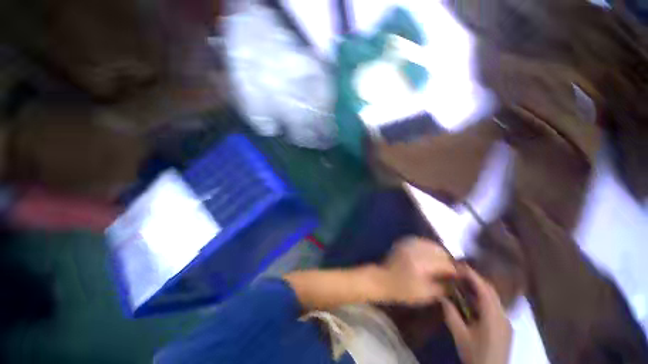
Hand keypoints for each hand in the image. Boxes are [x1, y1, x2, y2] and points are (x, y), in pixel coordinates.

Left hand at [380, 237, 456, 304]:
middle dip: (447, 260)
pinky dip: (428, 247)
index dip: (455, 270)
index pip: (445, 263)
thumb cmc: (402, 290)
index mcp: (421, 263)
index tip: (460, 276)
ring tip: (441, 263)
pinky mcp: (404, 242)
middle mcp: (416, 249)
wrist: (382, 279)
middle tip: (450, 270)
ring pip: (431, 244)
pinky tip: (429, 255)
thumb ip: (442, 287)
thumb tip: (454, 282)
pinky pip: (421, 241)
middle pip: (440, 251)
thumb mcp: (425, 294)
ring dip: (439, 252)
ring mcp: (408, 243)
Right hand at [441, 266, 511, 363]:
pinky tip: (473, 303)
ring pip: (494, 299)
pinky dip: (484, 300)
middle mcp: (503, 316)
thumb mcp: (460, 335)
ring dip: (480, 290)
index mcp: (493, 316)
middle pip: (491, 292)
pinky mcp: (506, 328)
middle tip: (460, 273)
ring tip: (464, 284)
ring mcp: (507, 323)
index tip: (460, 265)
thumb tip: (441, 296)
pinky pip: (495, 307)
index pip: (484, 289)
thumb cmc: (476, 354)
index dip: (473, 275)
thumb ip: (451, 314)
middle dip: (477, 280)